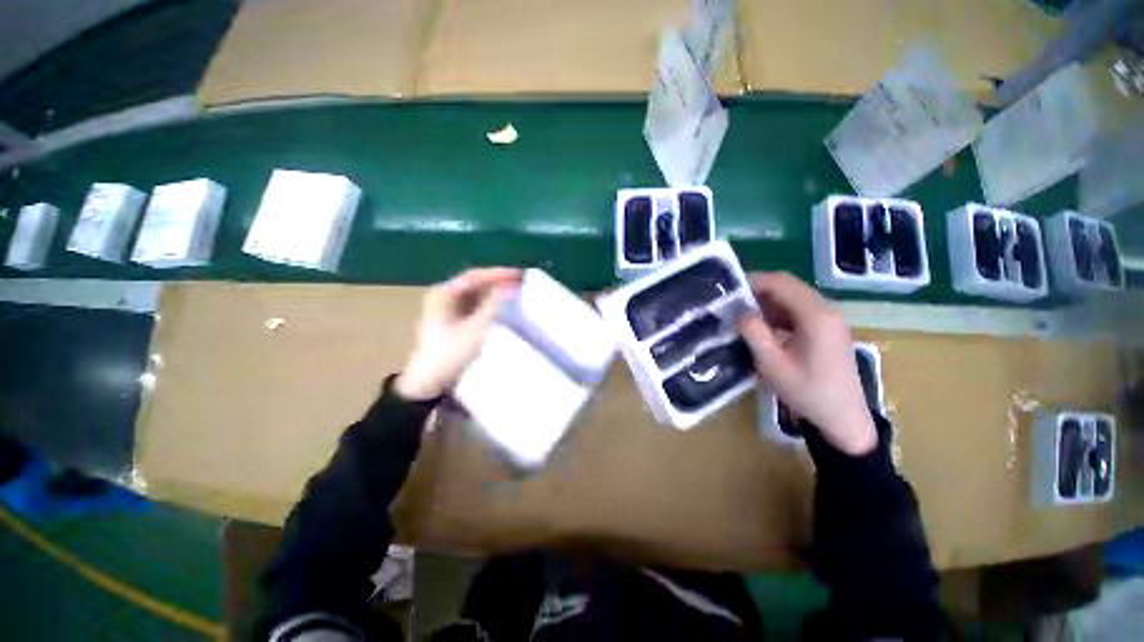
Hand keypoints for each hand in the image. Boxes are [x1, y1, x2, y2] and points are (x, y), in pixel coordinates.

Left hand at [395, 267, 521, 399]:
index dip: (498, 274)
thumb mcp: (475, 328)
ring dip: (496, 294)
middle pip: (476, 284)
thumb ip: (494, 305)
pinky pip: (476, 307)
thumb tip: (512, 286)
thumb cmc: (450, 353)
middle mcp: (444, 296)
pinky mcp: (454, 321)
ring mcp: (449, 309)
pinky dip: (490, 305)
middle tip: (522, 283)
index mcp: (443, 293)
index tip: (520, 275)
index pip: (475, 276)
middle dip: (499, 283)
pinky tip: (505, 308)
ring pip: (477, 295)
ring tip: (518, 293)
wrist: (429, 383)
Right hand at [737, 272, 876, 454]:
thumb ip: (754, 332)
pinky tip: (764, 328)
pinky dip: (778, 313)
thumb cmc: (808, 392)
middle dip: (758, 291)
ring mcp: (829, 319)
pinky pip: (799, 310)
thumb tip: (738, 310)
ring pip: (793, 297)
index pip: (781, 282)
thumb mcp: (772, 364)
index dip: (753, 282)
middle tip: (733, 305)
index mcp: (815, 316)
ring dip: (767, 302)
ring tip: (743, 316)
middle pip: (788, 286)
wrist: (844, 418)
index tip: (729, 292)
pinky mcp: (827, 329)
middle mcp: (826, 310)